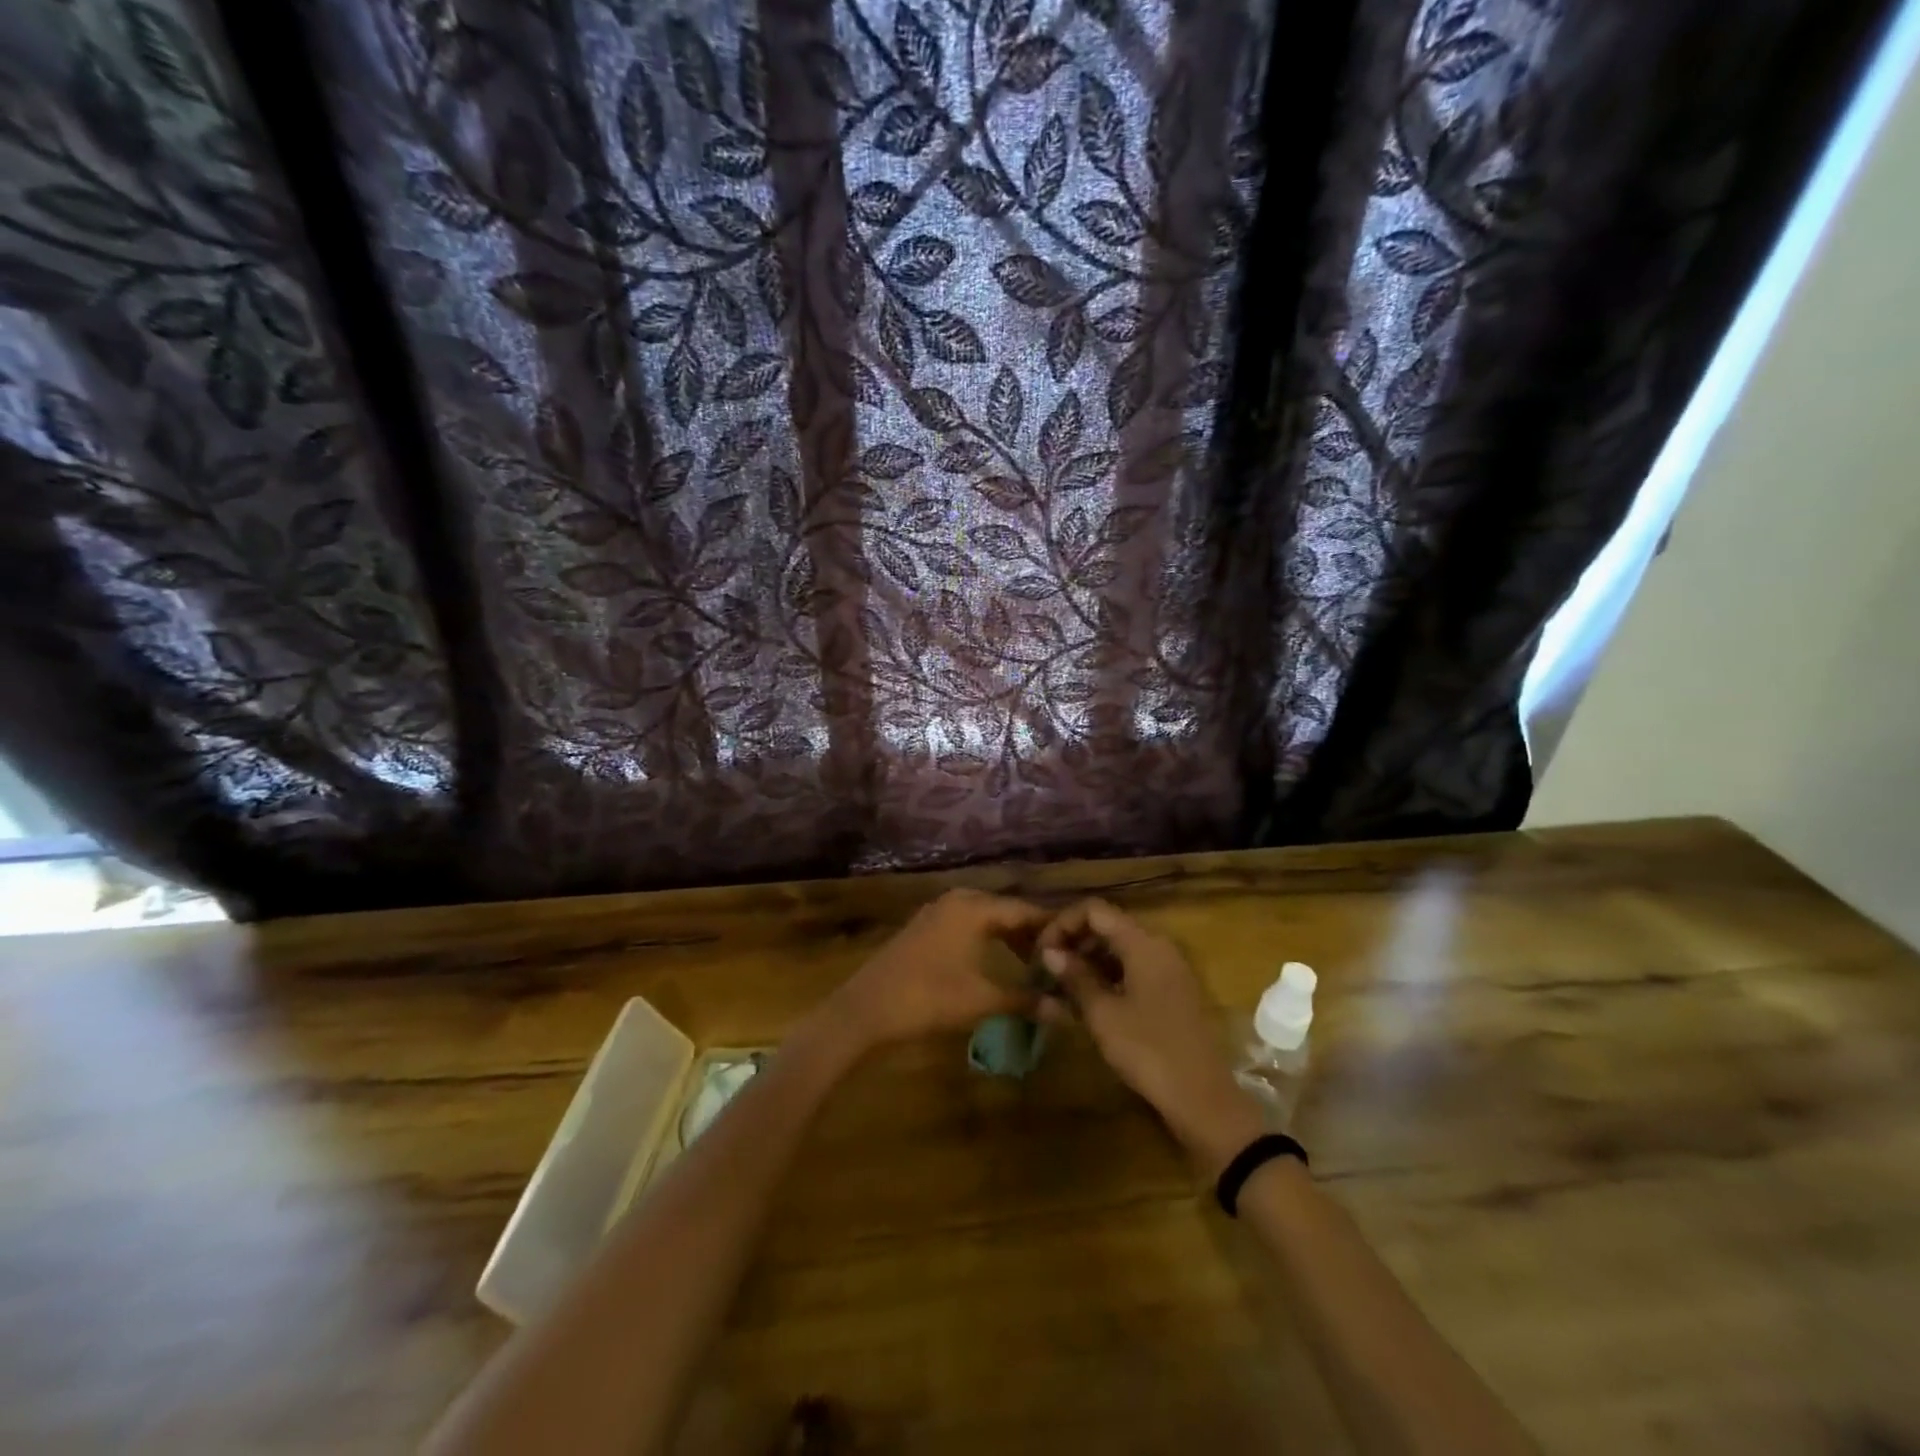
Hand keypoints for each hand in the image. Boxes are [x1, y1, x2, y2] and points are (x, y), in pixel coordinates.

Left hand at [831, 888, 1049, 1048]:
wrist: (865, 1009)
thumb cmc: (928, 998)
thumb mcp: (982, 1000)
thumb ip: (1026, 1000)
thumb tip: (1066, 1011)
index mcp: (974, 907)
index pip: (1025, 910)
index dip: (1051, 927)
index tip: (1078, 944)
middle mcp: (958, 900)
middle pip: (1005, 910)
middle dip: (1031, 932)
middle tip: (1057, 957)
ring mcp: (937, 912)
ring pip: (985, 917)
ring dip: (1008, 936)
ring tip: (1031, 962)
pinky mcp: (924, 928)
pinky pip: (966, 924)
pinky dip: (986, 939)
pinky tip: (995, 961)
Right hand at [1038, 899, 1263, 1173]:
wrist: (1203, 1098)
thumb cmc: (1148, 1051)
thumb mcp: (1103, 1014)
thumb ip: (1075, 976)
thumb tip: (1050, 952)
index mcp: (1143, 943)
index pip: (1094, 910)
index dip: (1062, 923)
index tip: (1041, 952)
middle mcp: (1159, 946)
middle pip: (1108, 925)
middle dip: (1074, 941)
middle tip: (1047, 969)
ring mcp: (1170, 968)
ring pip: (1121, 948)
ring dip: (1089, 959)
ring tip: (1062, 985)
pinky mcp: (1173, 990)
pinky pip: (1134, 967)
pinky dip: (1108, 974)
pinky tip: (1089, 999)